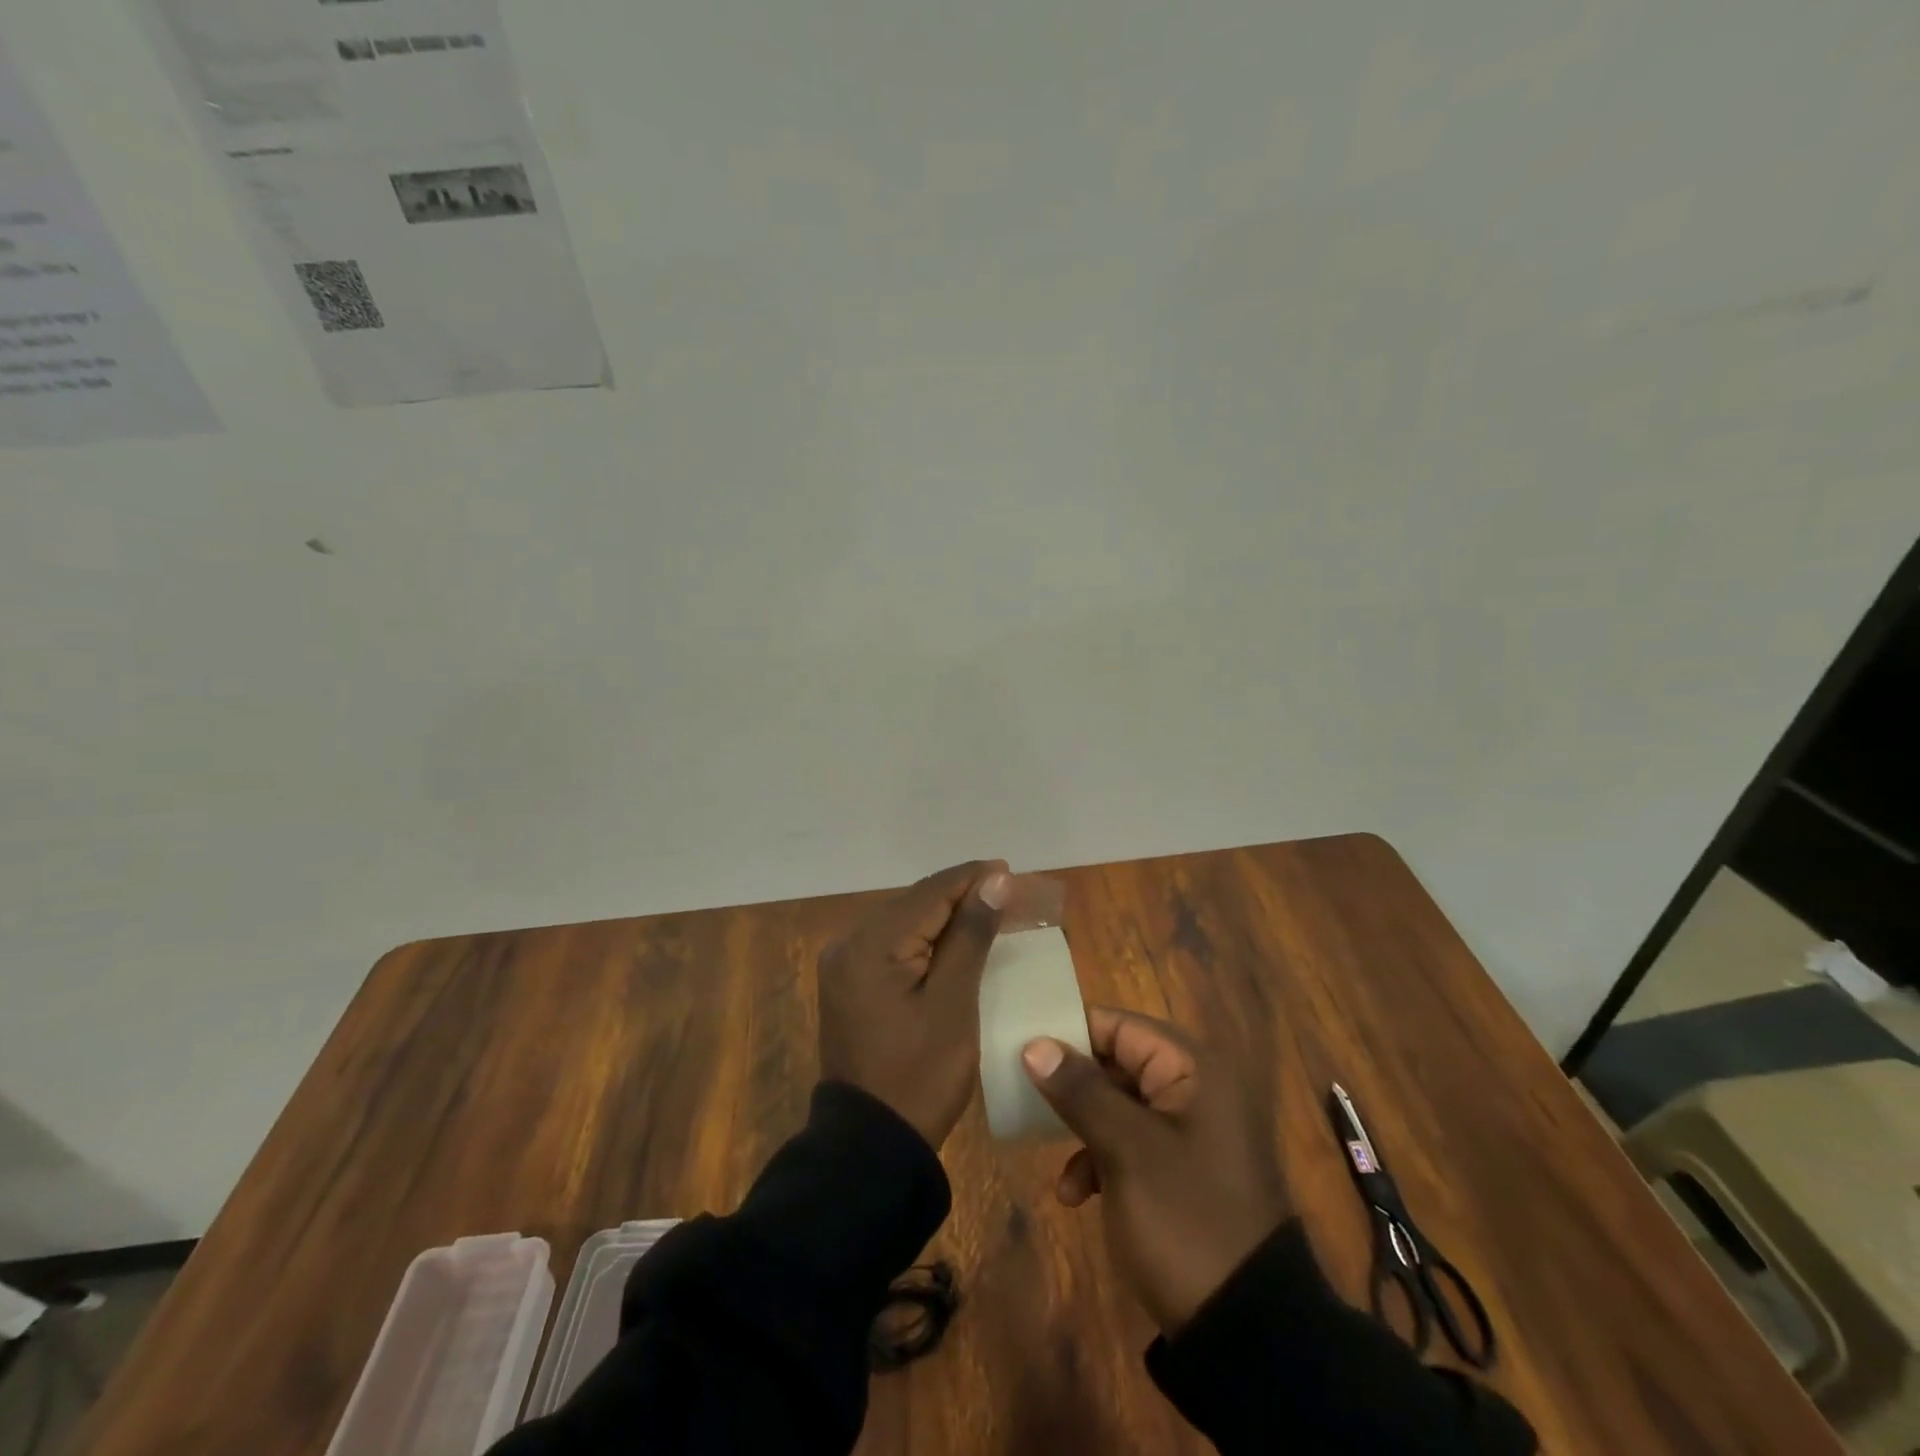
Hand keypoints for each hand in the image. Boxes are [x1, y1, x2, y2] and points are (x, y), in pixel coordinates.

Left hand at [818, 860, 1011, 1148]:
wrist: (871, 1144)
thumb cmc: (920, 1075)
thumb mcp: (954, 1002)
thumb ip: (971, 934)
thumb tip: (995, 879)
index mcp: (870, 944)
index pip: (930, 893)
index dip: (973, 878)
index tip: (1012, 870)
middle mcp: (849, 943)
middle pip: (915, 903)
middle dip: (962, 895)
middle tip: (1009, 892)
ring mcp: (844, 965)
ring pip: (905, 922)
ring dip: (946, 916)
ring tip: (991, 910)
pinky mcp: (850, 984)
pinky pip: (893, 946)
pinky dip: (926, 939)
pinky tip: (956, 941)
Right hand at [1021, 1007, 1289, 1333]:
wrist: (1250, 1331)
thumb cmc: (1186, 1219)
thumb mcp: (1127, 1151)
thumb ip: (1080, 1091)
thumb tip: (1034, 1045)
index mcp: (1192, 1069)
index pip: (1119, 1026)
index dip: (1071, 1034)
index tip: (1024, 1051)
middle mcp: (1195, 1088)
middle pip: (1117, 1064)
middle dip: (1073, 1090)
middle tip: (1028, 1103)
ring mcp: (1191, 1131)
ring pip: (1119, 1106)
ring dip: (1083, 1132)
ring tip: (1059, 1170)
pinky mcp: (1184, 1169)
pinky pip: (1131, 1143)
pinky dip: (1102, 1161)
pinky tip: (1078, 1197)